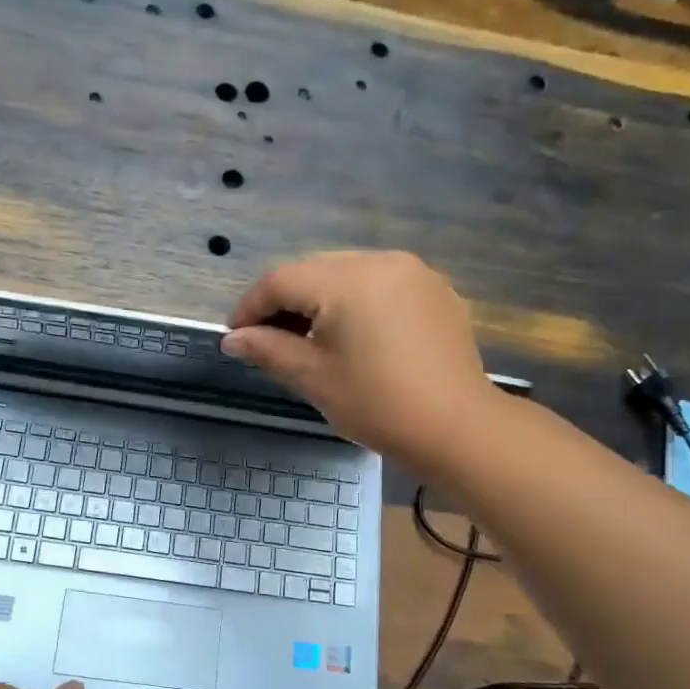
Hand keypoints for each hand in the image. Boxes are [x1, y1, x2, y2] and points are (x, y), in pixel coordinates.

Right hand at [222, 251, 498, 470]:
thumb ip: (268, 349)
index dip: (250, 306)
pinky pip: (380, 284)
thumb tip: (232, 339)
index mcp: (347, 280)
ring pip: (347, 273)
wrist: (457, 427)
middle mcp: (381, 261)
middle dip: (283, 301)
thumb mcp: (313, 377)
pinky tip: (351, 335)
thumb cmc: (377, 404)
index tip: (235, 336)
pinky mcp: (435, 290)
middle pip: (313, 270)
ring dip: (318, 300)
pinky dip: (354, 302)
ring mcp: (414, 272)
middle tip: (266, 339)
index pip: (281, 280)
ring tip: (306, 338)